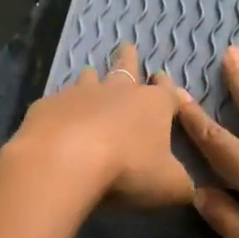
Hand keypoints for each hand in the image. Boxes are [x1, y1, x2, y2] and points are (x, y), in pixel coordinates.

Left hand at [3, 42, 193, 208]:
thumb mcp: (170, 187)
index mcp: (153, 105)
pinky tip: (57, 117)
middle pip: (126, 68)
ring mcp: (80, 95)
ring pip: (89, 78)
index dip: (167, 86)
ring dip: (92, 78)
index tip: (162, 77)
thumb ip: (181, 185)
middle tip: (127, 48)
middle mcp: (119, 92)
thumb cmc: (127, 170)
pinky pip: (57, 102)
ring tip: (90, 75)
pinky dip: (61, 107)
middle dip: (129, 59)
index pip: (166, 91)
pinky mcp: (48, 106)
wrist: (64, 161)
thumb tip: (190, 190)